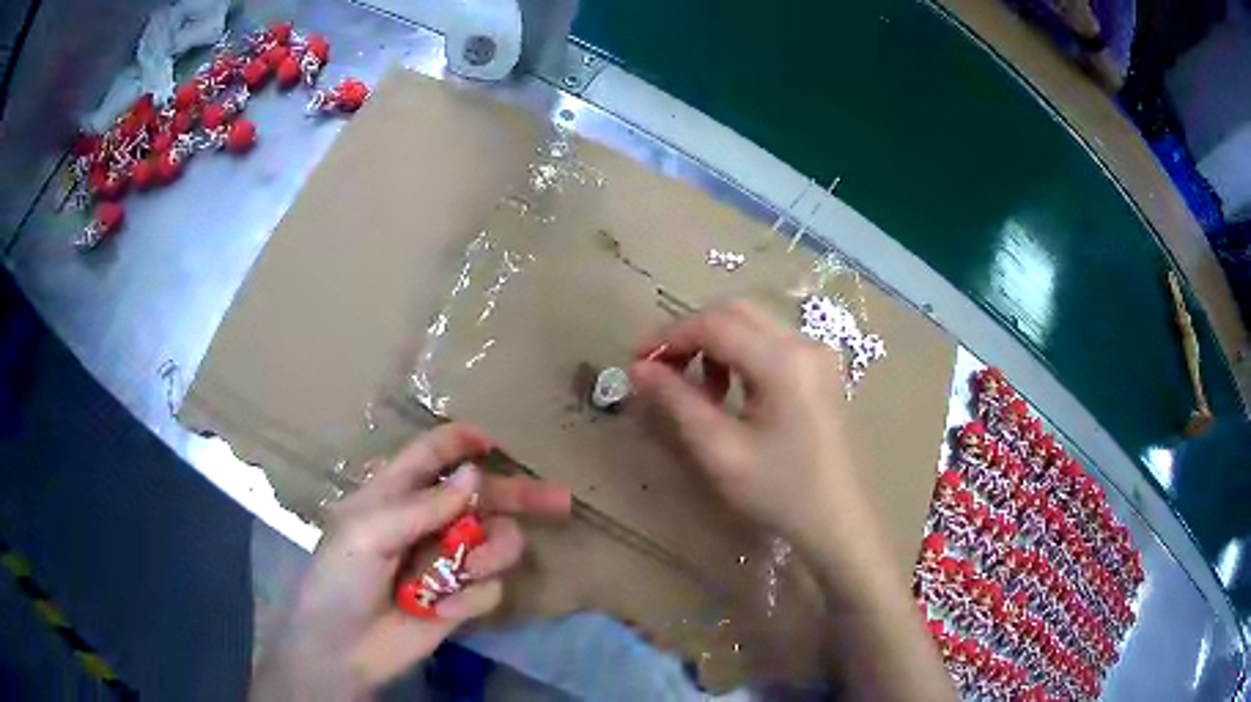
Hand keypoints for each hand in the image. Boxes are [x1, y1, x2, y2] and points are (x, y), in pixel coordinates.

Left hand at [250, 423, 570, 700]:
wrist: (344, 648)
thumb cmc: (340, 580)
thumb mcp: (368, 534)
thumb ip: (422, 506)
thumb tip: (475, 474)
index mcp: (395, 495)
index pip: (430, 455)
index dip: (460, 442)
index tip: (493, 443)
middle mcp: (427, 522)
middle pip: (481, 497)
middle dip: (518, 496)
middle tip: (559, 501)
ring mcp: (447, 562)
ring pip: (495, 543)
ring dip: (489, 554)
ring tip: (469, 569)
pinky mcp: (461, 598)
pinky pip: (489, 587)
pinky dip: (471, 597)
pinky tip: (442, 609)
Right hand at [629, 301, 879, 558]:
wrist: (835, 519)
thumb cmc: (778, 492)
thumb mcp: (720, 450)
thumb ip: (677, 401)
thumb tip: (637, 368)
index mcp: (784, 362)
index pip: (714, 324)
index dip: (668, 336)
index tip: (636, 361)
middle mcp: (804, 343)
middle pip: (734, 312)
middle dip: (690, 333)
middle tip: (660, 370)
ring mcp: (816, 352)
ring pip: (751, 323)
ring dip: (714, 343)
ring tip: (696, 389)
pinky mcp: (819, 366)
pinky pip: (769, 341)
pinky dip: (738, 353)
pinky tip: (728, 390)